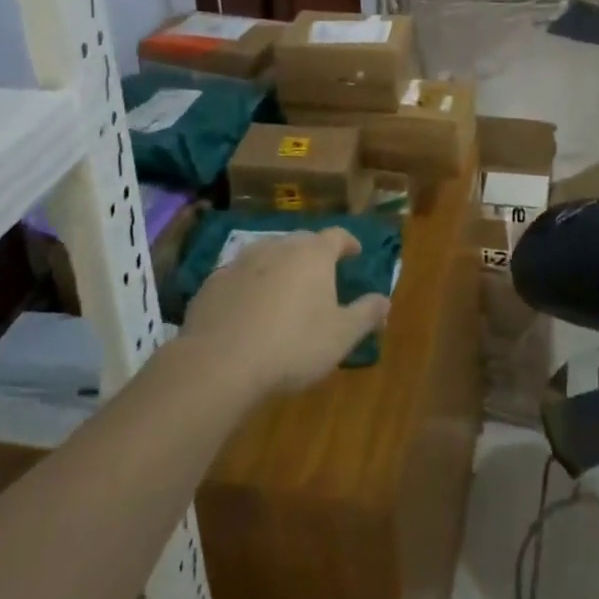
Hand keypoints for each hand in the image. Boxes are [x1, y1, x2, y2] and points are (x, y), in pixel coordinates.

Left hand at [180, 228, 389, 396]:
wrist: (219, 362)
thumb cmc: (292, 345)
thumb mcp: (341, 336)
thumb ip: (366, 314)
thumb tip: (386, 300)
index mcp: (314, 254)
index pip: (337, 236)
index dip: (348, 243)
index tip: (355, 252)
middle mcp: (279, 247)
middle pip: (302, 241)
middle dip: (313, 254)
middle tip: (320, 274)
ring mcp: (242, 261)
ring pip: (268, 255)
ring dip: (279, 267)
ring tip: (284, 290)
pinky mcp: (213, 282)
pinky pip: (239, 277)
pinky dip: (249, 286)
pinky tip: (248, 309)